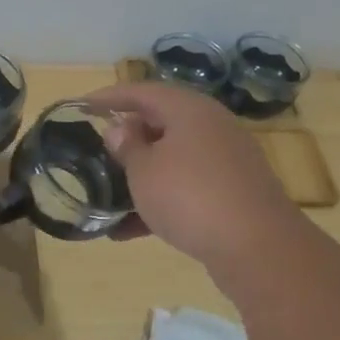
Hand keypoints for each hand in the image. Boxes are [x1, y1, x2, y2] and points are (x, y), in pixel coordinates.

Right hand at [85, 81, 303, 271]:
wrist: (258, 247)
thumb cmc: (190, 196)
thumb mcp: (145, 170)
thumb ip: (127, 146)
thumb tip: (121, 128)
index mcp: (189, 109)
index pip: (141, 92)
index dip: (109, 97)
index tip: (81, 106)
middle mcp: (211, 126)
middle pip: (161, 122)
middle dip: (129, 138)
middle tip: (100, 150)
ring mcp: (226, 161)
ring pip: (174, 159)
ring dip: (142, 175)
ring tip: (110, 194)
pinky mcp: (233, 193)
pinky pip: (187, 188)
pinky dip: (160, 202)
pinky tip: (130, 231)